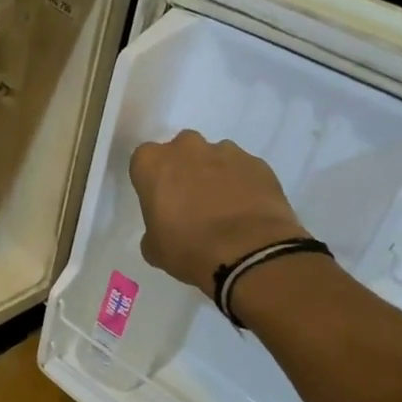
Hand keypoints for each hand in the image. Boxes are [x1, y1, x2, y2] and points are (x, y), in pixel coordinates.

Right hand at [128, 131, 308, 293]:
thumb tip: (165, 229)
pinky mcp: (258, 163)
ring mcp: (226, 152)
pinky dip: (243, 184)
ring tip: (224, 208)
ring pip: (215, 157)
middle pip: (181, 150)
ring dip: (215, 175)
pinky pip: (244, 169)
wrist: (249, 252)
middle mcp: (187, 148)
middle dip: (184, 169)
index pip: (144, 160)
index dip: (152, 180)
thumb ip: (154, 228)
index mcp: (153, 164)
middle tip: (190, 201)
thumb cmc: (189, 248)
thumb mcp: (154, 248)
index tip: (159, 200)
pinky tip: (247, 210)